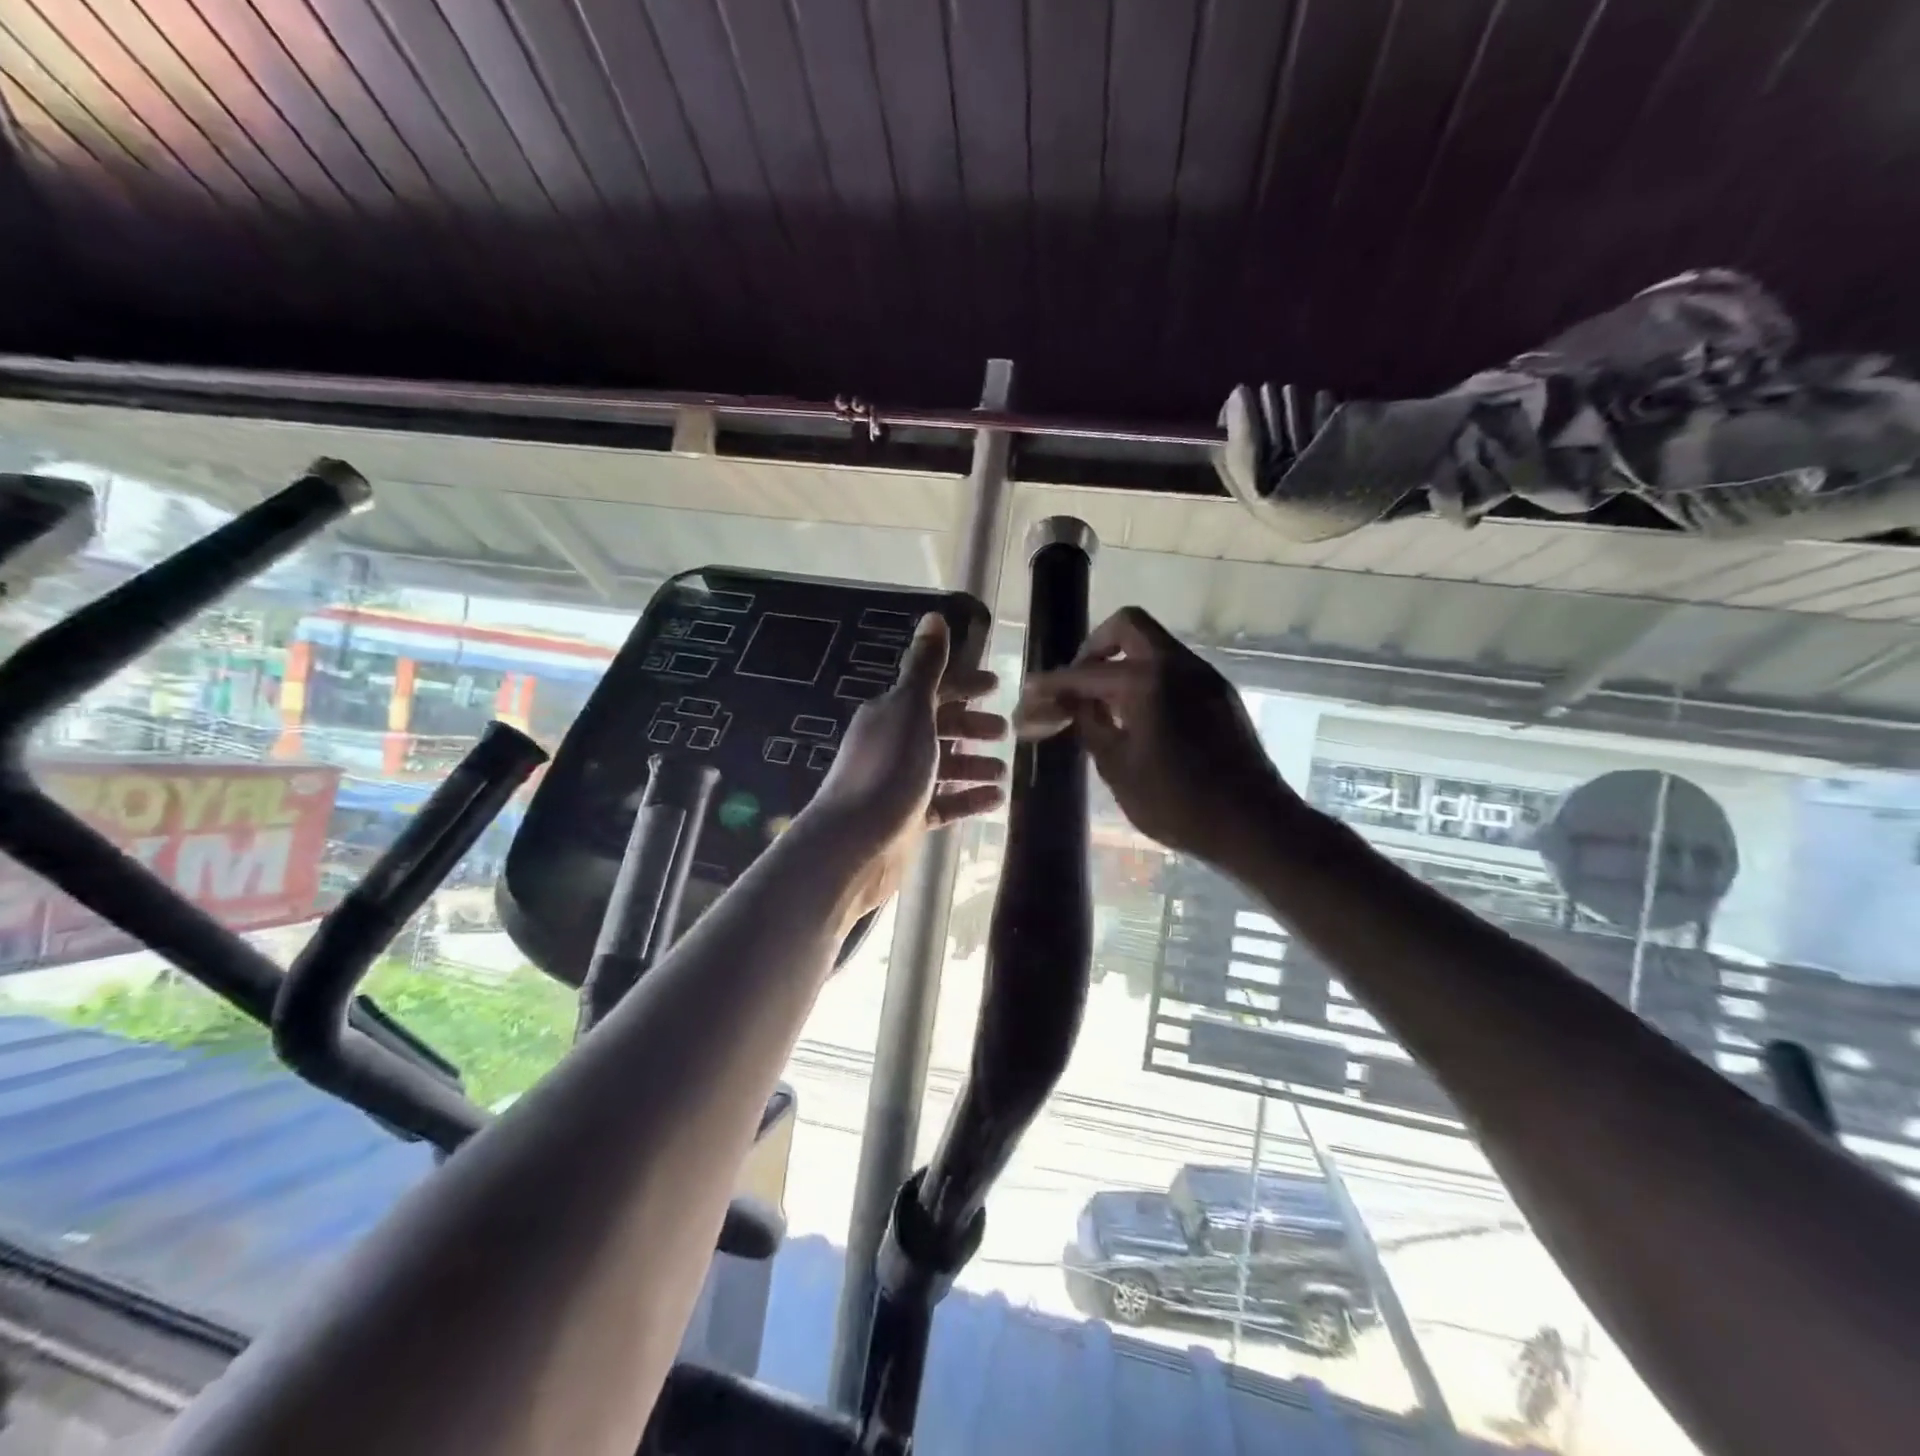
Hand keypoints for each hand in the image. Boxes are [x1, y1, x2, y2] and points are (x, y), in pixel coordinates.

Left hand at [804, 613, 1006, 917]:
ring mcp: (898, 783)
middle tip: (1007, 731)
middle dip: (972, 727)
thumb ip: (925, 668)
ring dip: (974, 765)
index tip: (998, 686)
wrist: (854, 845)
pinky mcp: (906, 819)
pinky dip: (968, 799)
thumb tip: (933, 617)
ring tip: (1004, 770)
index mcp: (891, 713)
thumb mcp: (911, 711)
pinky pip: (943, 803)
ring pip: (943, 767)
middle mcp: (892, 743)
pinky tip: (996, 800)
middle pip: (939, 727)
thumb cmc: (888, 771)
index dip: (964, 685)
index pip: (932, 689)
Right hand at [1013, 606, 1302, 868]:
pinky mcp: (1219, 694)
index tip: (1031, 692)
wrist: (1253, 824)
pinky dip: (1147, 678)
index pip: (1087, 672)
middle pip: (1128, 627)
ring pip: (1154, 646)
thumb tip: (1068, 705)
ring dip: (1123, 662)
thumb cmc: (1178, 803)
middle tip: (1077, 682)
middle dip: (1095, 647)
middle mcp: (1178, 665)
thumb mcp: (1118, 768)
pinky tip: (1137, 716)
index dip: (1054, 684)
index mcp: (1147, 680)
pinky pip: (1174, 669)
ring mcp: (1204, 677)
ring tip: (1102, 705)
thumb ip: (1089, 726)